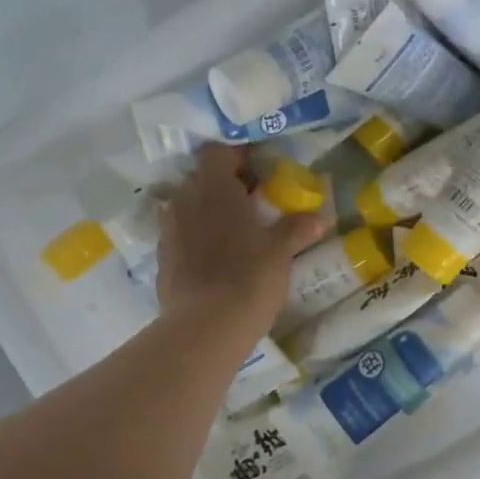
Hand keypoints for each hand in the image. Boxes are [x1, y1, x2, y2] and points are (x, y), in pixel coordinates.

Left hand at [157, 145, 325, 335]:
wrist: (206, 326)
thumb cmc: (249, 275)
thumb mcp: (281, 250)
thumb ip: (296, 228)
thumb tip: (317, 217)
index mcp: (214, 186)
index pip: (217, 152)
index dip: (236, 158)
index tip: (257, 175)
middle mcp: (185, 199)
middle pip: (201, 178)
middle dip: (223, 186)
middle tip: (251, 205)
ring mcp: (168, 229)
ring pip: (187, 207)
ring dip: (206, 212)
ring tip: (233, 234)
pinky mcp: (161, 258)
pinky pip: (179, 235)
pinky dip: (195, 239)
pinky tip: (215, 260)